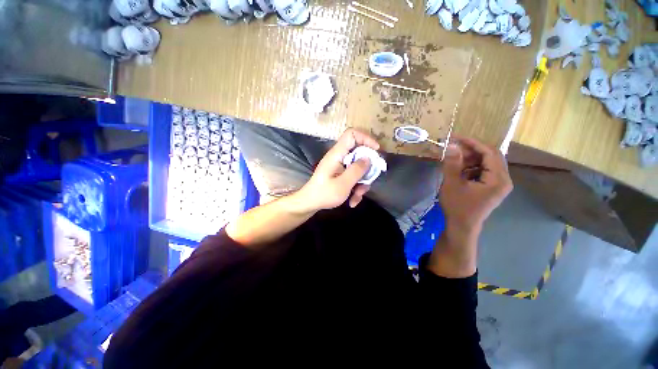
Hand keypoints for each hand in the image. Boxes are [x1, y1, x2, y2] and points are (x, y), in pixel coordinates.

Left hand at [296, 129, 379, 212]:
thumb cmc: (324, 194)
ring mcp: (340, 166)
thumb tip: (369, 158)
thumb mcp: (343, 184)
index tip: (376, 150)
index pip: (351, 134)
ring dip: (362, 183)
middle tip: (368, 181)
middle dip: (367, 169)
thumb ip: (356, 170)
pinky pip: (354, 176)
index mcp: (337, 154)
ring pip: (359, 167)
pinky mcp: (341, 174)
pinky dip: (356, 188)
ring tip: (357, 196)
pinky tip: (352, 201)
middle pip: (359, 153)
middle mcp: (339, 157)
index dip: (366, 138)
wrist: (310, 203)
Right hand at [429, 136, 511, 277]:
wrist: (462, 227)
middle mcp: (504, 180)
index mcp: (499, 179)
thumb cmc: (458, 207)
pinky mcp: (492, 188)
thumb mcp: (452, 184)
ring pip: (487, 164)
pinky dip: (471, 168)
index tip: (456, 138)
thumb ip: (452, 164)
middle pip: (490, 157)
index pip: (490, 153)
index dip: (473, 143)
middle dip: (471, 151)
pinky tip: (459, 172)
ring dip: (470, 160)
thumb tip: (451, 145)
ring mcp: (499, 184)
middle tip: (453, 150)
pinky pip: (484, 171)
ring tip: (454, 162)